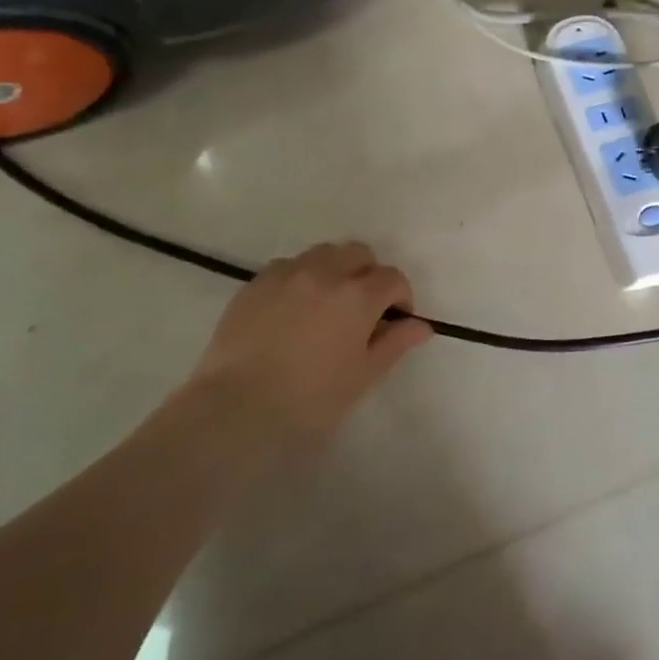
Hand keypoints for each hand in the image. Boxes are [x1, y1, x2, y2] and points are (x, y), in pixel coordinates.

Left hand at [187, 242, 433, 442]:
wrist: (237, 405)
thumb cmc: (310, 398)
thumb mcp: (363, 375)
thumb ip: (395, 343)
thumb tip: (421, 326)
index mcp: (357, 295)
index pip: (393, 278)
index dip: (401, 297)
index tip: (394, 321)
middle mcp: (324, 272)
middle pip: (359, 253)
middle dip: (368, 275)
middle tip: (362, 310)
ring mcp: (286, 273)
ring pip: (323, 254)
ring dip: (335, 271)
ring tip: (326, 305)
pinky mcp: (256, 282)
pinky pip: (288, 266)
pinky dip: (301, 278)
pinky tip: (293, 310)